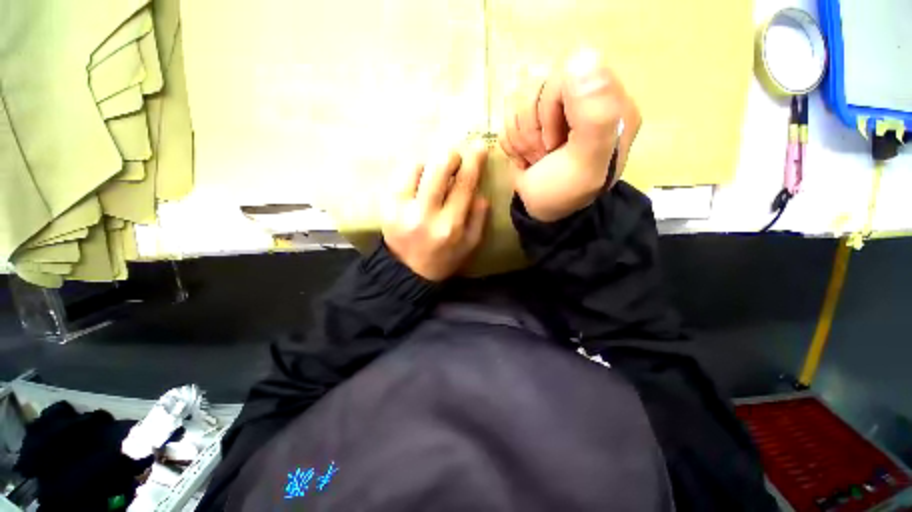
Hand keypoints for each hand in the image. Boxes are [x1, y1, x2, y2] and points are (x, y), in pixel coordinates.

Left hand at [382, 144, 489, 281]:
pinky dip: (412, 172)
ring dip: (429, 165)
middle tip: (455, 158)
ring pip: (415, 167)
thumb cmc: (443, 259)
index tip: (478, 147)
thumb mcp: (469, 244)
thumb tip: (478, 192)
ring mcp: (401, 210)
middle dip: (450, 156)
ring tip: (434, 176)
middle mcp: (425, 215)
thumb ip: (478, 218)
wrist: (407, 273)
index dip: (473, 163)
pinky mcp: (385, 207)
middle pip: (438, 170)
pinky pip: (399, 176)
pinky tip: (418, 183)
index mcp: (449, 226)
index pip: (464, 186)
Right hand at [500, 50, 641, 221]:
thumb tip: (583, 56)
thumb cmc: (565, 192)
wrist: (542, 211)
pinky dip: (512, 142)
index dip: (550, 107)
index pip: (567, 70)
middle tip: (544, 153)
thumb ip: (595, 116)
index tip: (554, 142)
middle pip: (536, 81)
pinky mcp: (531, 117)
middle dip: (532, 127)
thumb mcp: (586, 164)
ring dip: (521, 137)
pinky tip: (525, 156)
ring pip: (517, 96)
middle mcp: (581, 95)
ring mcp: (554, 105)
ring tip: (535, 157)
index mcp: (607, 100)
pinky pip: (507, 114)